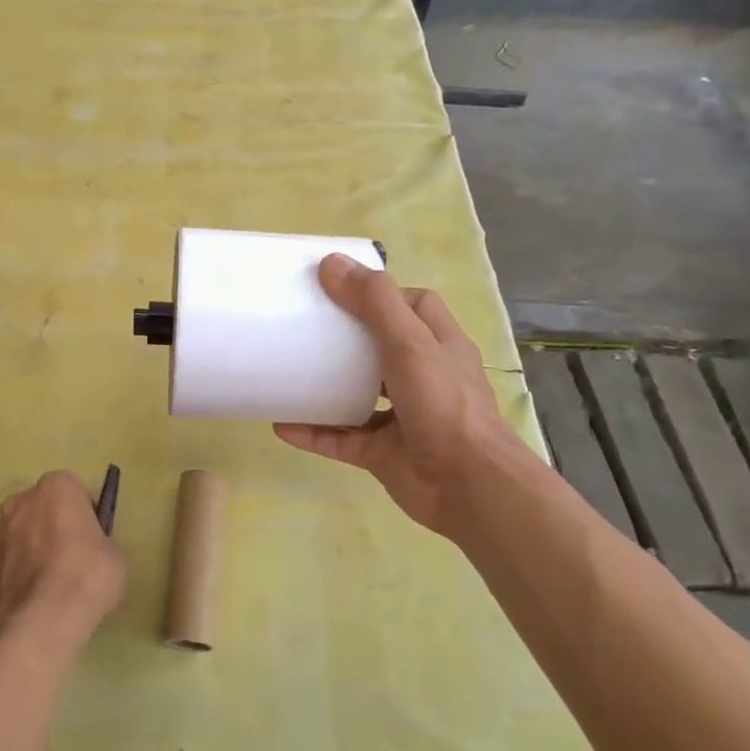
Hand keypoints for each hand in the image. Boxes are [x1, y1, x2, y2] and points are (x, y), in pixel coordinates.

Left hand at [0, 470, 128, 662]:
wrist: (37, 624)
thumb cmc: (85, 577)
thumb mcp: (118, 557)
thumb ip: (104, 542)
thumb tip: (95, 551)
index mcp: (57, 486)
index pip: (78, 491)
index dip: (89, 514)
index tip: (97, 538)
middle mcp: (22, 500)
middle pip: (47, 508)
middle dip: (59, 525)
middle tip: (77, 558)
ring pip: (26, 533)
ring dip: (38, 548)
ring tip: (55, 583)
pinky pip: (13, 559)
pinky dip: (23, 571)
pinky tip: (37, 597)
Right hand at [274, 254, 521, 533]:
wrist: (468, 487)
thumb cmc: (444, 404)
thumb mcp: (410, 342)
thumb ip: (374, 302)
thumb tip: (331, 263)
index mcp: (438, 345)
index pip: (414, 306)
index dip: (381, 294)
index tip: (340, 289)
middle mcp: (422, 377)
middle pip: (380, 347)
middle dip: (345, 337)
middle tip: (303, 326)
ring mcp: (402, 417)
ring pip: (358, 394)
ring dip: (326, 385)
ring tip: (289, 370)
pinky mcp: (383, 452)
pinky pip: (341, 438)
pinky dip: (313, 432)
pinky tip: (281, 425)